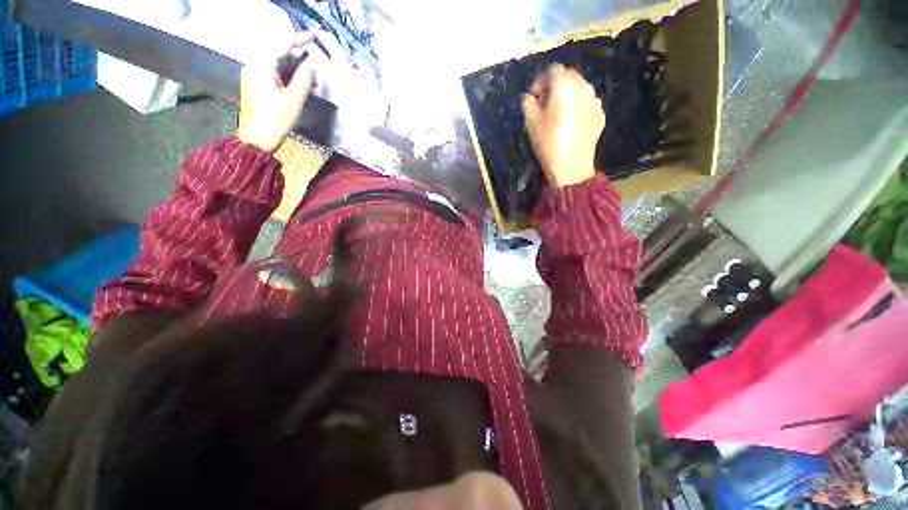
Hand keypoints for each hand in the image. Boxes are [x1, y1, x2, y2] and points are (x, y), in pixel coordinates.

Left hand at [236, 32, 315, 152]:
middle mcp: (253, 65)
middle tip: (313, 53)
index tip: (314, 36)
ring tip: (308, 66)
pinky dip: (285, 71)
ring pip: (274, 62)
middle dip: (295, 50)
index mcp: (261, 65)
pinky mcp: (254, 85)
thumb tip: (312, 63)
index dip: (299, 39)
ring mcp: (252, 75)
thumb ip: (304, 78)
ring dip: (291, 62)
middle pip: (276, 51)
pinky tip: (296, 78)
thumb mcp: (294, 99)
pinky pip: (271, 71)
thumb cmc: (275, 119)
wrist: (256, 140)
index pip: (281, 44)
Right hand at [522, 63, 604, 187]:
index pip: (552, 69)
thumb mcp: (530, 123)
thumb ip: (528, 103)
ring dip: (567, 95)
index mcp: (564, 85)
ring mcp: (595, 100)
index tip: (534, 97)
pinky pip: (587, 103)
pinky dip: (578, 106)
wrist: (571, 166)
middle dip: (555, 86)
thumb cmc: (548, 143)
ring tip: (559, 113)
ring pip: (579, 88)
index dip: (540, 81)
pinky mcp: (600, 114)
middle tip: (545, 104)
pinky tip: (571, 122)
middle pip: (568, 76)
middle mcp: (583, 86)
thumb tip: (529, 97)